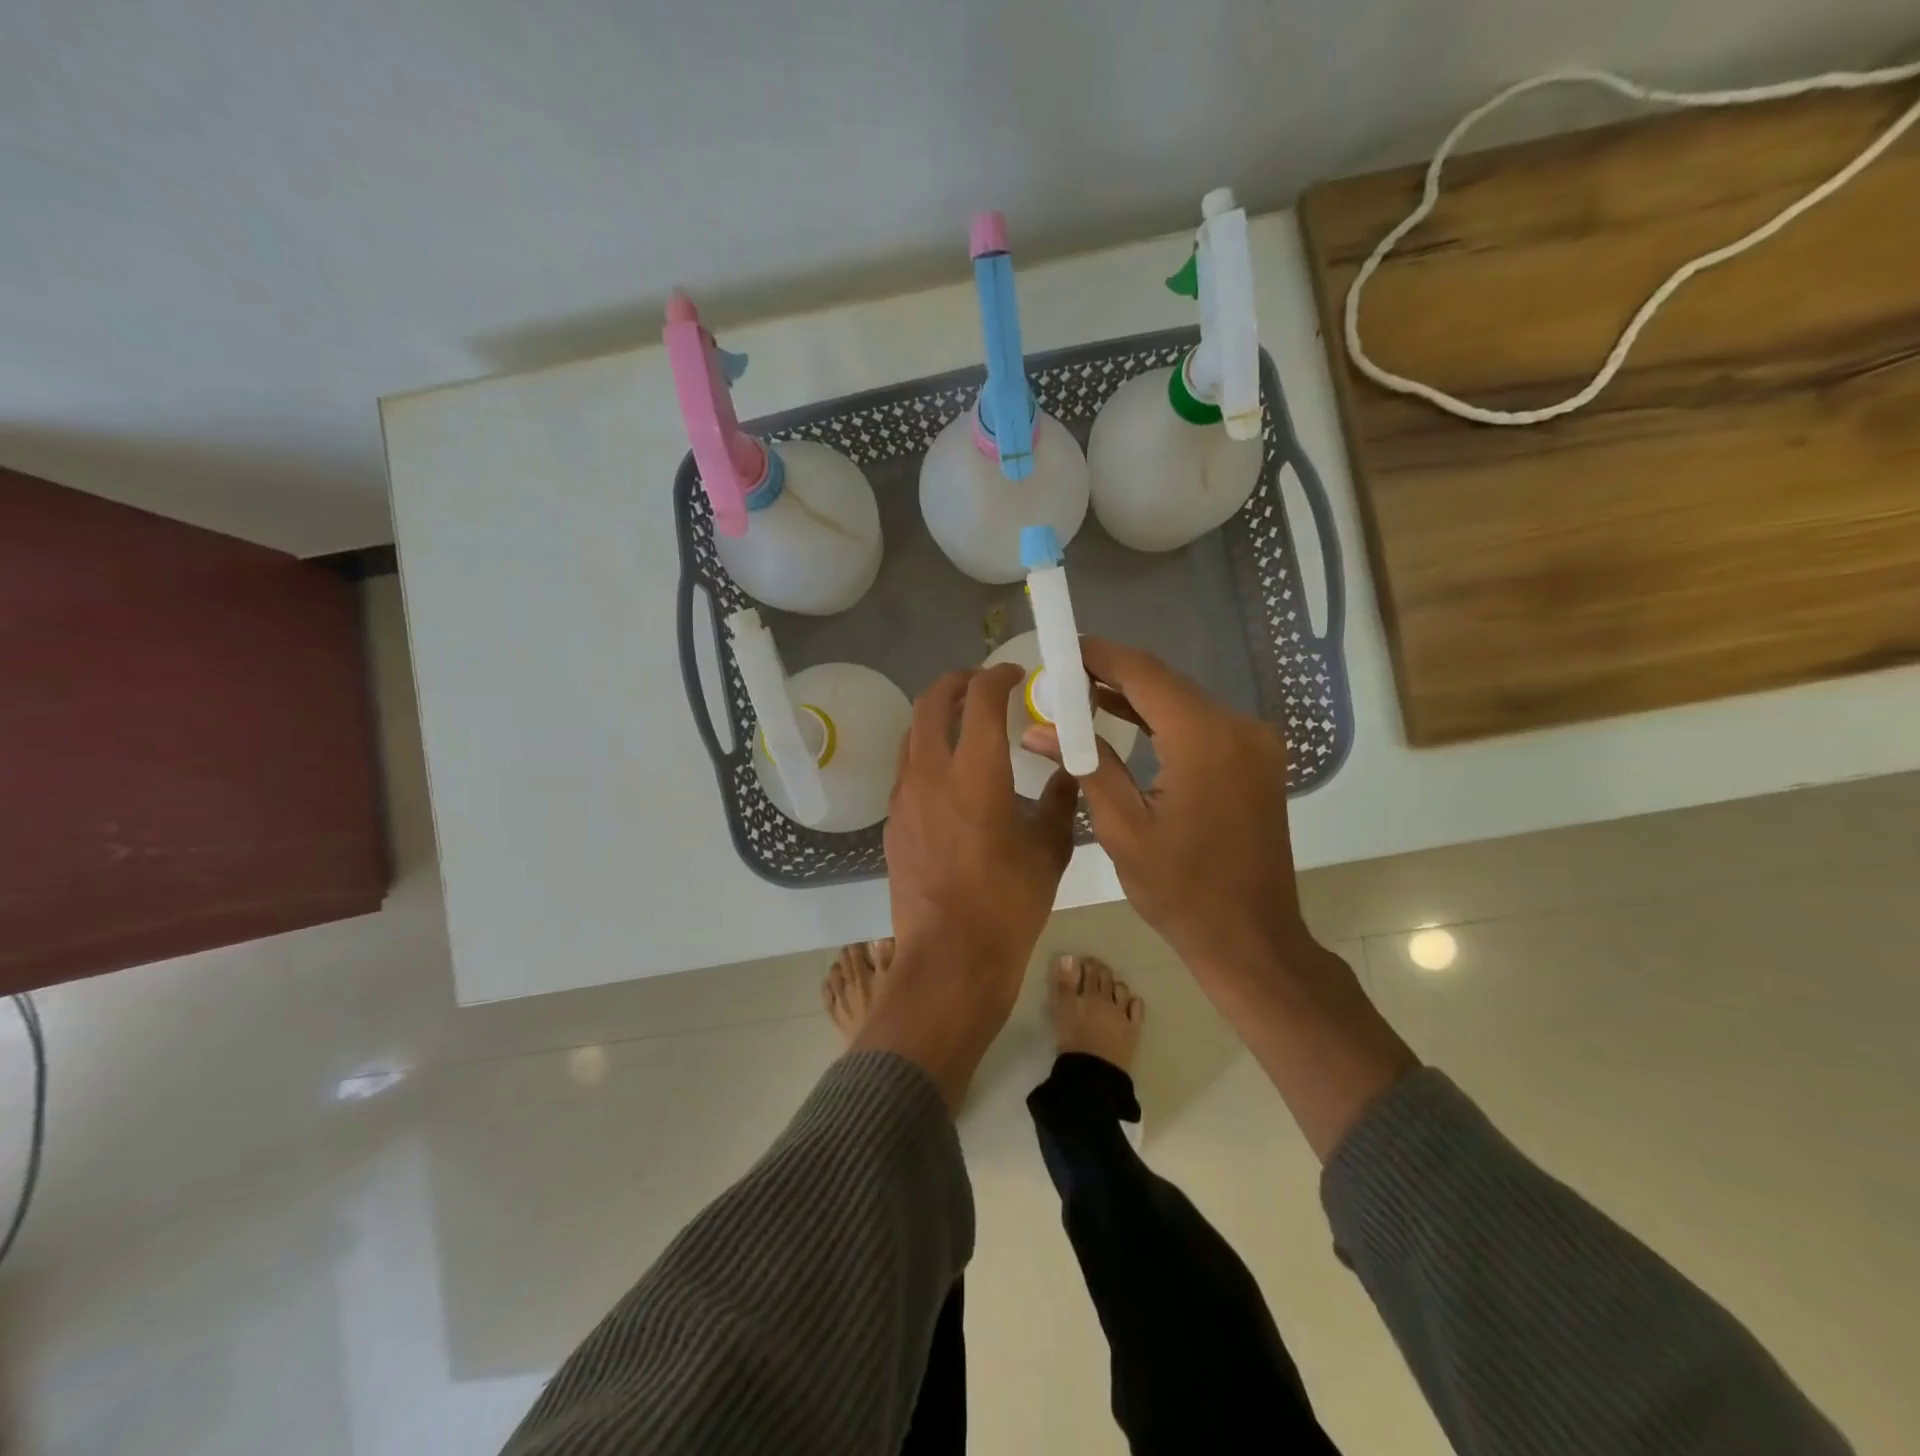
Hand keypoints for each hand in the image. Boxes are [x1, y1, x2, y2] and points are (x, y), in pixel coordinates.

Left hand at [886, 664, 1078, 1000]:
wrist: (950, 958)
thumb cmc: (1009, 903)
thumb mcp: (1049, 848)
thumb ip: (1060, 798)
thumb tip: (1066, 769)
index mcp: (976, 772)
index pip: (980, 698)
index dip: (999, 676)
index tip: (1016, 675)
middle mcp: (931, 772)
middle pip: (930, 702)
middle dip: (957, 682)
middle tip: (982, 684)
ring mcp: (904, 797)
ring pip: (912, 733)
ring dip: (936, 716)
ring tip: (964, 724)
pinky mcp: (893, 821)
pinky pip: (907, 769)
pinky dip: (927, 752)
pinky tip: (950, 776)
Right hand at [1024, 639, 1417, 1157]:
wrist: (1250, 937)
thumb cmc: (1180, 890)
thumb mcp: (1122, 827)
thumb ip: (1085, 764)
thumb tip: (1038, 728)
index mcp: (1204, 738)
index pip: (1144, 673)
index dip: (1100, 655)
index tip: (1061, 648)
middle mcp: (1238, 726)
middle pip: (1166, 683)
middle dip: (1113, 674)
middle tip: (1061, 677)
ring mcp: (1254, 742)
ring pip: (1184, 701)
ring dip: (1137, 696)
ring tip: (1082, 694)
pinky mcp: (1256, 759)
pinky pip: (1202, 723)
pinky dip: (1164, 719)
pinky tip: (1125, 720)